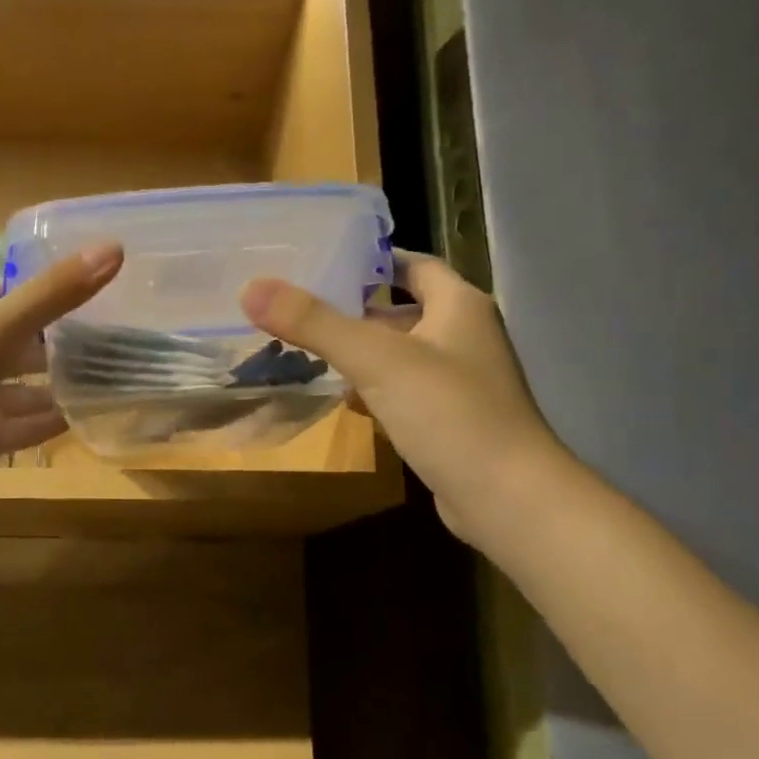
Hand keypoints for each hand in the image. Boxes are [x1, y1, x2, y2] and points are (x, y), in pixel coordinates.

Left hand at [0, 244, 123, 541]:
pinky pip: (22, 427)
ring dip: (61, 385)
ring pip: (23, 388)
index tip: (102, 290)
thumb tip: (114, 247)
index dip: (50, 291)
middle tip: (119, 340)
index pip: (9, 294)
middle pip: (21, 343)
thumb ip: (53, 293)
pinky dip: (50, 422)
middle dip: (63, 343)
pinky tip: (88, 418)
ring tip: (113, 378)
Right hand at [241, 250, 562, 549]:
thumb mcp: (375, 360)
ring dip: (362, 353)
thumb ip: (314, 323)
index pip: (413, 265)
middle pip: (403, 310)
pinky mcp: (453, 421)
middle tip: (303, 309)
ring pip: (401, 354)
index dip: (371, 261)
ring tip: (310, 351)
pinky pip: (406, 392)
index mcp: (459, 305)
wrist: (507, 498)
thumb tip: (252, 288)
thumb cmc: (448, 413)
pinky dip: (376, 391)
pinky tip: (346, 401)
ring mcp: (462, 382)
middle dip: (356, 311)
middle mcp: (466, 336)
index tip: (323, 263)